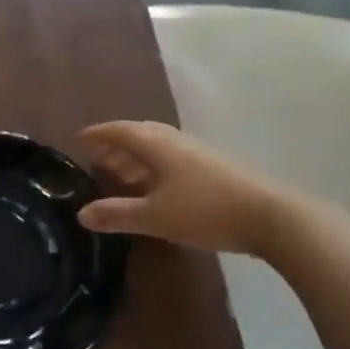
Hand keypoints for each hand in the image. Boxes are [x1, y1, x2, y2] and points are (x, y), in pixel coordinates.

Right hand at [77, 120, 288, 256]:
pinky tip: (158, 188)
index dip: (99, 134)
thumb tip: (81, 214)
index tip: (80, 138)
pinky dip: (156, 168)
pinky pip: (174, 159)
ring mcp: (199, 153)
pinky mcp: (215, 168)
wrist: (270, 217)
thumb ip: (116, 214)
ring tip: (123, 174)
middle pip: (140, 135)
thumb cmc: (204, 211)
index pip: (120, 131)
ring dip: (138, 157)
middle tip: (99, 158)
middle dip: (118, 145)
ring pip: (159, 148)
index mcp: (157, 145)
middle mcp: (176, 142)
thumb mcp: (153, 216)